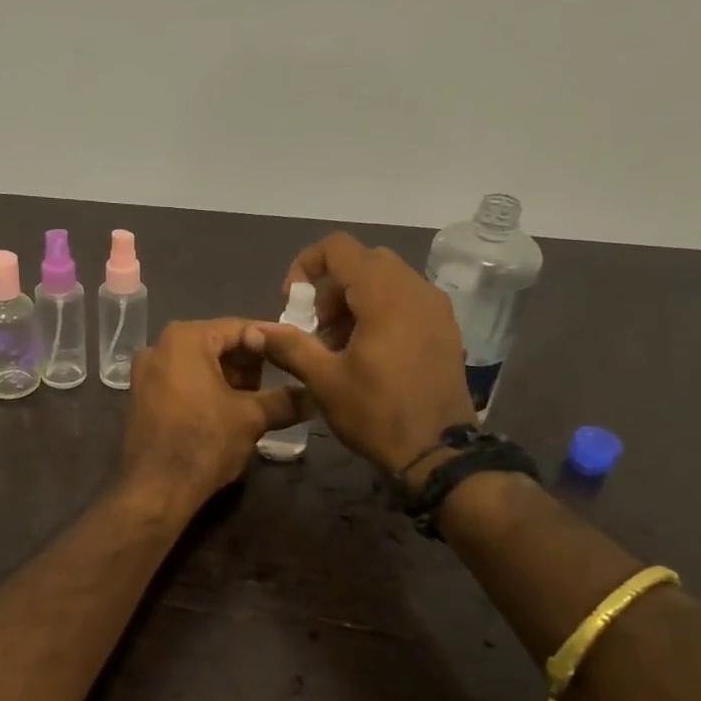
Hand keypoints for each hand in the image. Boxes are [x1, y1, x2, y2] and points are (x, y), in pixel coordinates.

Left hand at [121, 319, 303, 508]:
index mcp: (185, 339)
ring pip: (199, 364)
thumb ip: (285, 400)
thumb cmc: (204, 442)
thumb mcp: (251, 418)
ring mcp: (146, 373)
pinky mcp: (141, 397)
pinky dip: (206, 390)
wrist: (154, 490)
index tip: (295, 355)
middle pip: (216, 344)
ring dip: (229, 379)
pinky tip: (228, 412)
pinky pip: (182, 381)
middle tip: (279, 382)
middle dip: (249, 363)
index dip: (271, 341)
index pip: (239, 328)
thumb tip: (315, 396)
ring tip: (257, 401)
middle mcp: (159, 346)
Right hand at [245, 232, 474, 472]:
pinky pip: (406, 299)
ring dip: (355, 299)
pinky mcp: (445, 328)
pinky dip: (380, 310)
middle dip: (331, 286)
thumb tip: (255, 330)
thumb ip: (289, 346)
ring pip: (387, 279)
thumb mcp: (325, 382)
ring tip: (338, 344)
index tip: (293, 302)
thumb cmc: (377, 414)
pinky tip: (368, 351)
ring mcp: (436, 308)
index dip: (307, 265)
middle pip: (364, 261)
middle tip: (316, 326)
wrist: (438, 453)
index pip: (340, 248)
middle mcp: (416, 289)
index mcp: (385, 295)